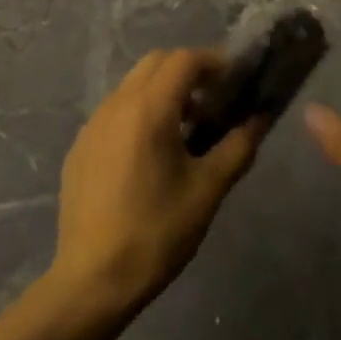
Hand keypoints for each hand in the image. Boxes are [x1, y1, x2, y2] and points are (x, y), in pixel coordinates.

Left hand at [50, 49, 262, 317]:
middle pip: (156, 63)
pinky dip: (139, 112)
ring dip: (163, 91)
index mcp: (148, 108)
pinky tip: (151, 154)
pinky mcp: (80, 145)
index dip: (214, 62)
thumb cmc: (156, 233)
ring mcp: (93, 123)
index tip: (236, 81)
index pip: (184, 59)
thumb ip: (238, 147)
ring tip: (186, 129)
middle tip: (214, 101)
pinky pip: (115, 110)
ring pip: (133, 85)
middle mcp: (117, 104)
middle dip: (188, 71)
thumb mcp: (207, 191)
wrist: (92, 280)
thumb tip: (260, 118)